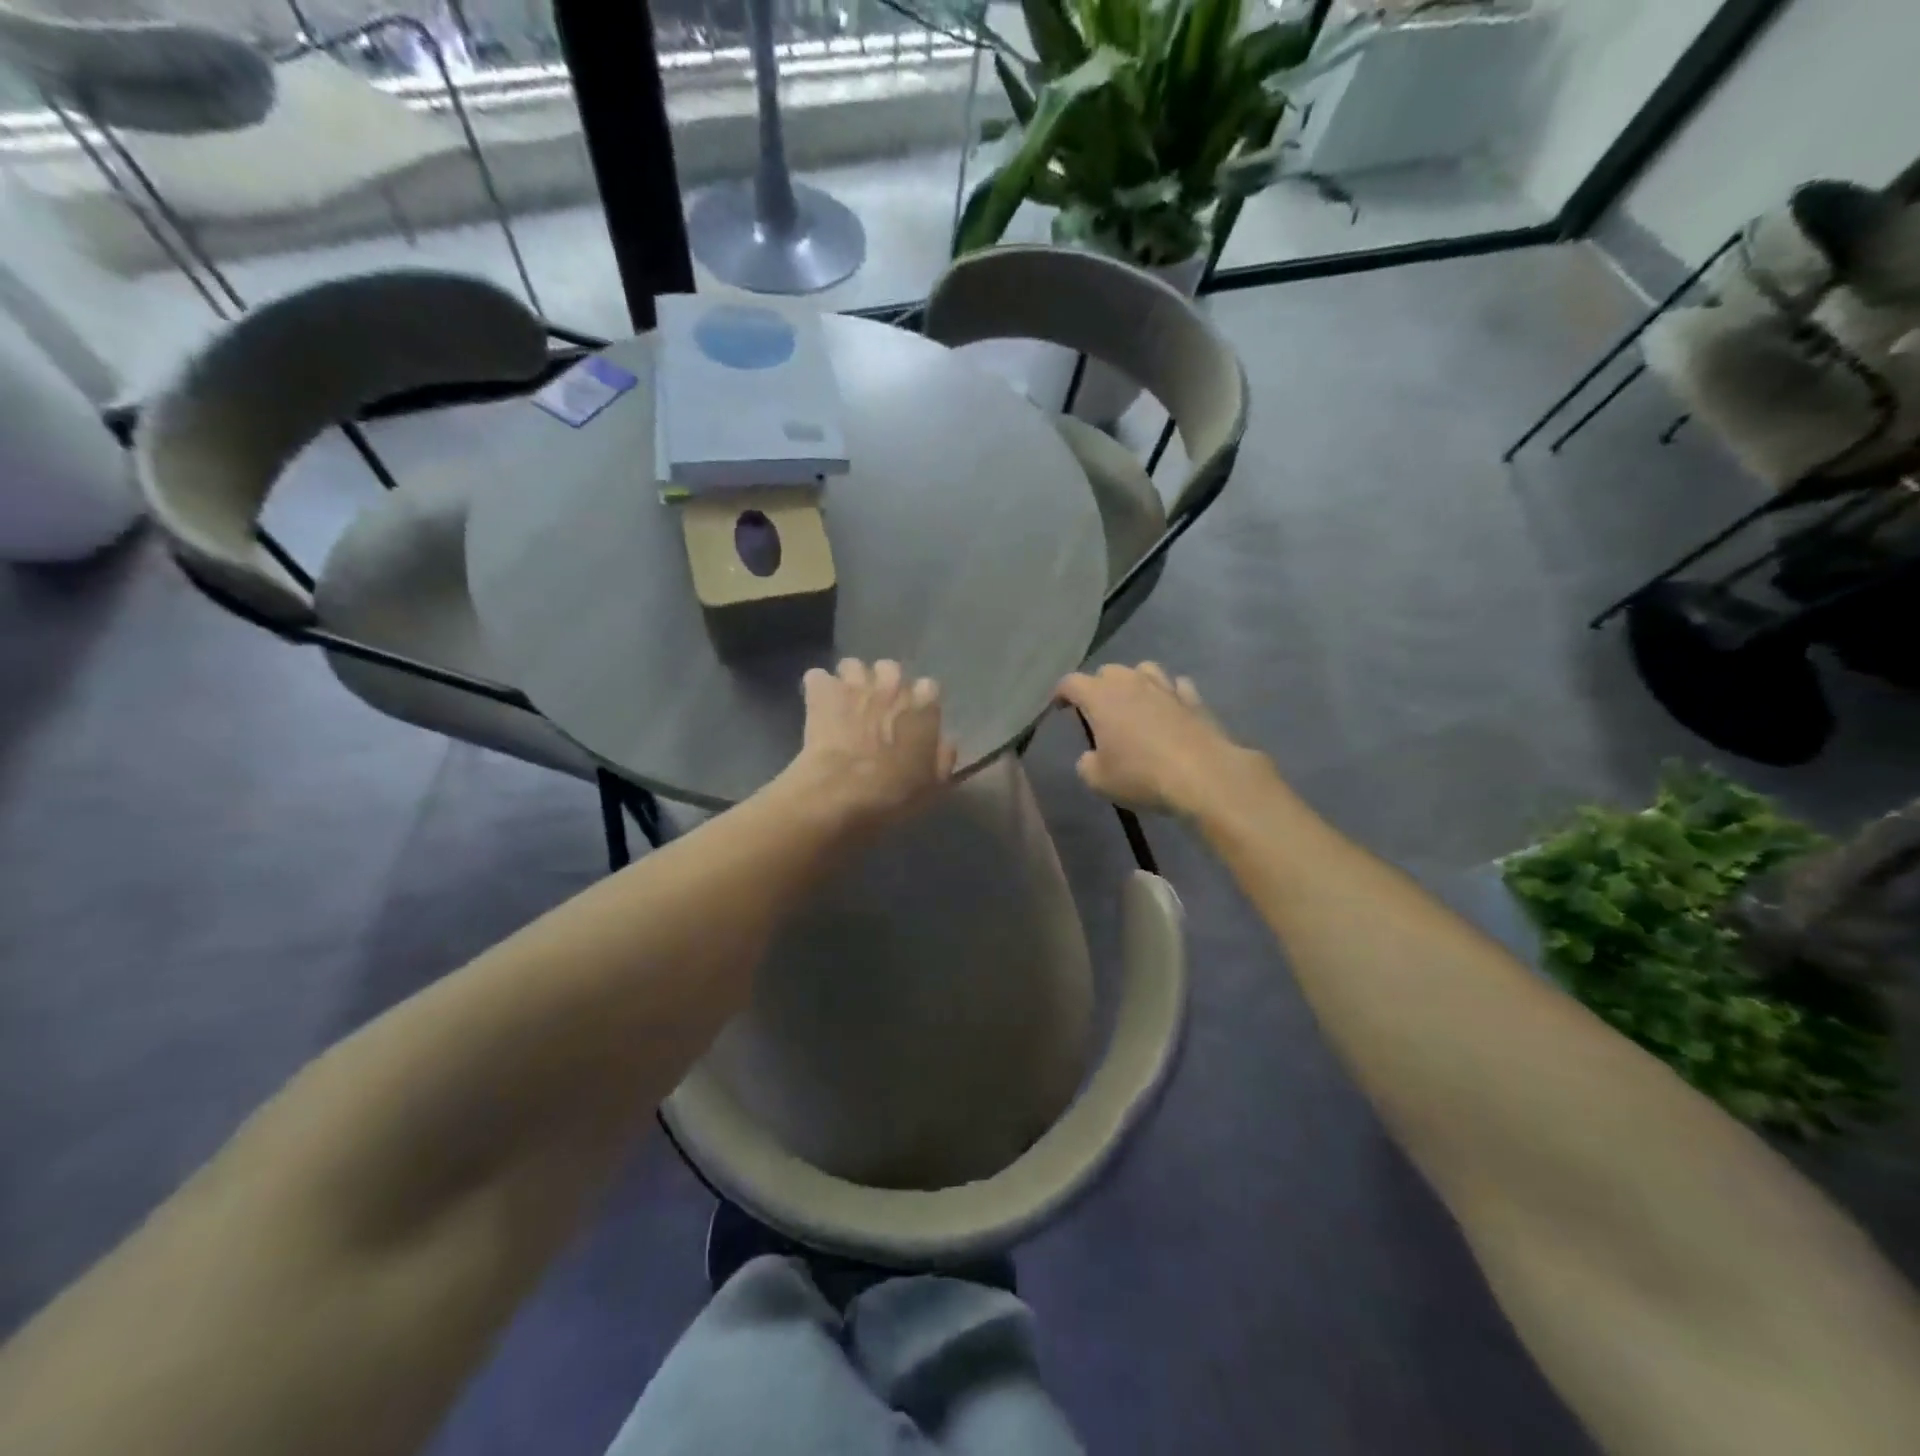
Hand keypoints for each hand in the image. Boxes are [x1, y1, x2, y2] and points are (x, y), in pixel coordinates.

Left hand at [782, 659, 957, 832]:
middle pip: (890, 669)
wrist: (840, 793)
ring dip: (850, 681)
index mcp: (924, 706)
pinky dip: (818, 689)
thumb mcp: (932, 786)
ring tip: (845, 704)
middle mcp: (892, 686)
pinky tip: (817, 707)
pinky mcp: (822, 691)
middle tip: (876, 710)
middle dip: (884, 685)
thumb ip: (942, 758)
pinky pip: (817, 677)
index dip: (919, 703)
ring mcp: (855, 684)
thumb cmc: (892, 795)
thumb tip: (945, 741)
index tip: (912, 720)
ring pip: (853, 666)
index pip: (929, 688)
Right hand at [1054, 663, 1269, 816]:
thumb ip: (1087, 763)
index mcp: (1101, 697)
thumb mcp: (1098, 780)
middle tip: (1098, 711)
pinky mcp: (1194, 699)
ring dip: (1135, 681)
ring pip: (1144, 669)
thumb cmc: (1141, 775)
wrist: (1202, 775)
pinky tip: (1170, 708)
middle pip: (1107, 671)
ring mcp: (1165, 687)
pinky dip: (1169, 693)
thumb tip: (1091, 756)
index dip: (1061, 693)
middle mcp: (1131, 683)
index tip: (1060, 707)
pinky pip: (1177, 685)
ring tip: (1135, 702)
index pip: (1071, 682)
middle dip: (1098, 686)